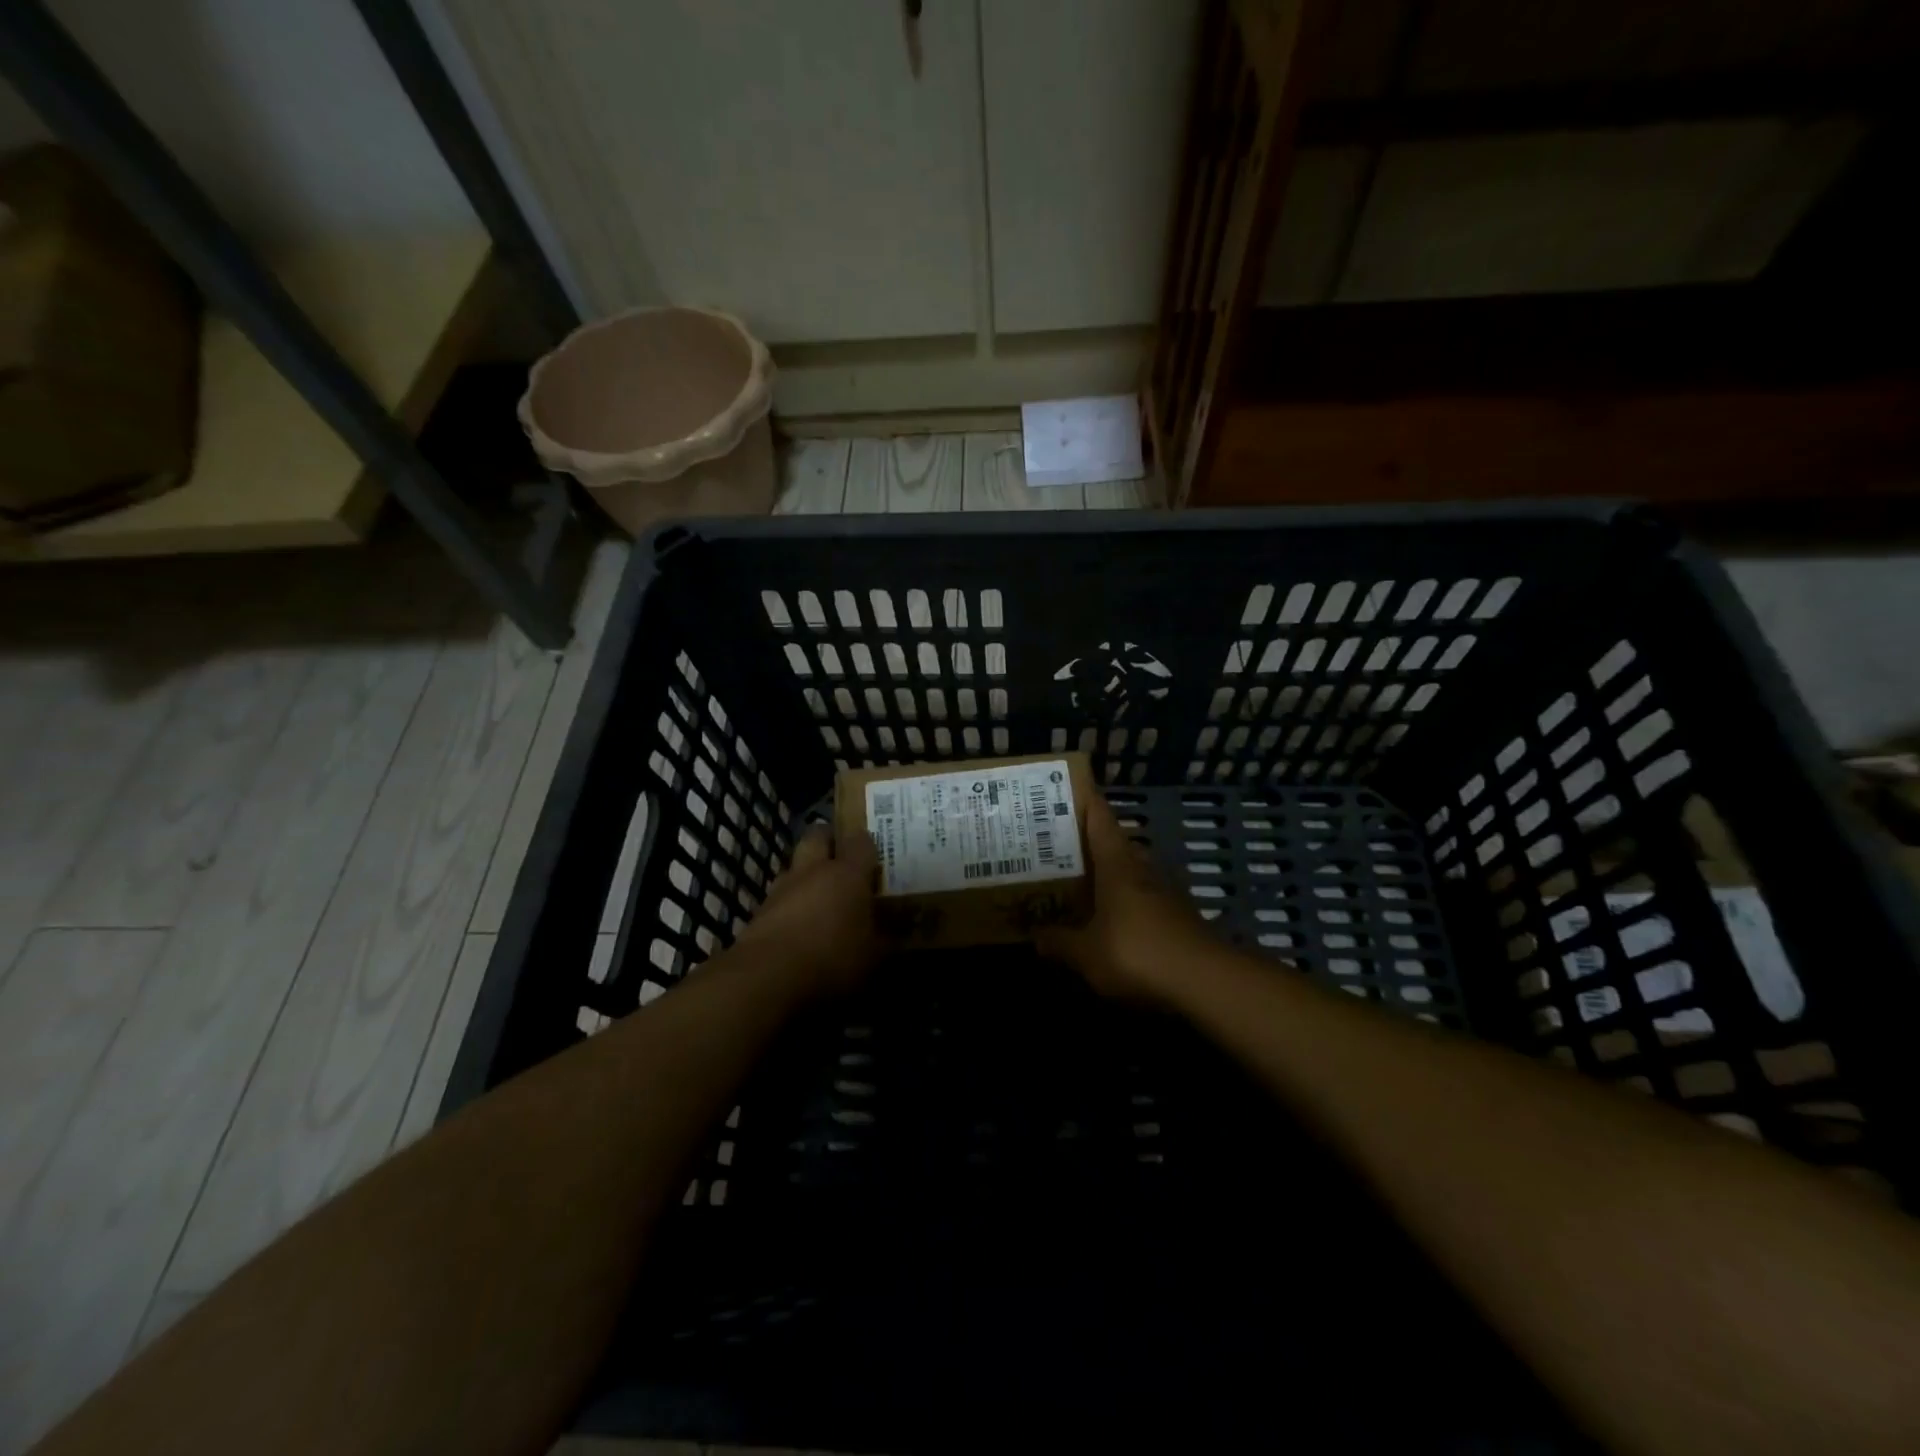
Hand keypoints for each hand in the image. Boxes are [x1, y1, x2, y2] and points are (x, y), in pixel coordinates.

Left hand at [733, 825, 885, 998]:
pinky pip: (779, 898)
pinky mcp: (759, 911)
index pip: (861, 841)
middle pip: (817, 836)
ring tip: (819, 899)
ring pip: (794, 866)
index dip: (868, 845)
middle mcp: (813, 871)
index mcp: (847, 874)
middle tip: (842, 860)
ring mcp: (781, 888)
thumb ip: (885, 938)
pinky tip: (798, 928)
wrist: (766, 978)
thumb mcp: (873, 956)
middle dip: (829, 842)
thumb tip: (895, 932)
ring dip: (806, 875)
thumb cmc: (832, 959)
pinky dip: (789, 905)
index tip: (875, 858)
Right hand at [1036, 792, 1218, 1002]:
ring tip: (1080, 882)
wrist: (1204, 982)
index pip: (1100, 817)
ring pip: (1131, 870)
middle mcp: (1141, 868)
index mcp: (1117, 863)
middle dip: (1090, 842)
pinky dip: (1125, 901)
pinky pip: (1143, 897)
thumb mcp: (1086, 953)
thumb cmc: (1137, 953)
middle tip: (1059, 847)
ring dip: (1110, 873)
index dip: (1084, 800)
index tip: (1066, 789)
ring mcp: (1164, 891)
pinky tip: (1110, 919)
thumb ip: (1059, 942)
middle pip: (1116, 842)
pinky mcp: (1178, 916)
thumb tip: (1034, 935)